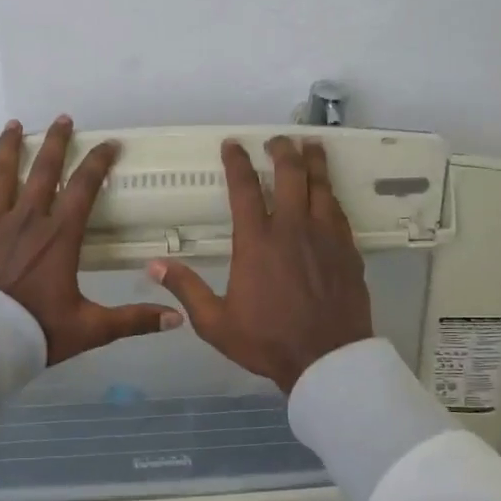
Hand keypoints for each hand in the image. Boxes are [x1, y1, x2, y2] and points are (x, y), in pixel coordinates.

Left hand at [0, 115, 182, 363]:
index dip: (98, 163)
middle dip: (57, 142)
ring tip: (15, 125)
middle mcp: (27, 221)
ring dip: (10, 149)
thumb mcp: (89, 329)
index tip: (110, 144)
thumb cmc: (35, 330)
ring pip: (3, 176)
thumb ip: (132, 320)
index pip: (83, 188)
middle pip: (43, 171)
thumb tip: (176, 319)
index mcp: (59, 236)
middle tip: (64, 118)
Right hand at [149, 136, 372, 392]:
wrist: (326, 359)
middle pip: (290, 174)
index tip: (233, 145)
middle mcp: (291, 228)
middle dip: (282, 150)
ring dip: (314, 162)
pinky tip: (328, 193)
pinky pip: (338, 211)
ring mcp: (325, 236)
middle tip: (277, 140)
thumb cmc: (267, 341)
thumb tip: (153, 265)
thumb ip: (186, 289)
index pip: (244, 188)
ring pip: (321, 186)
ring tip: (311, 146)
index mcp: (256, 242)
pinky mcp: (347, 250)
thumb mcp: (215, 322)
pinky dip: (330, 194)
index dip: (237, 162)